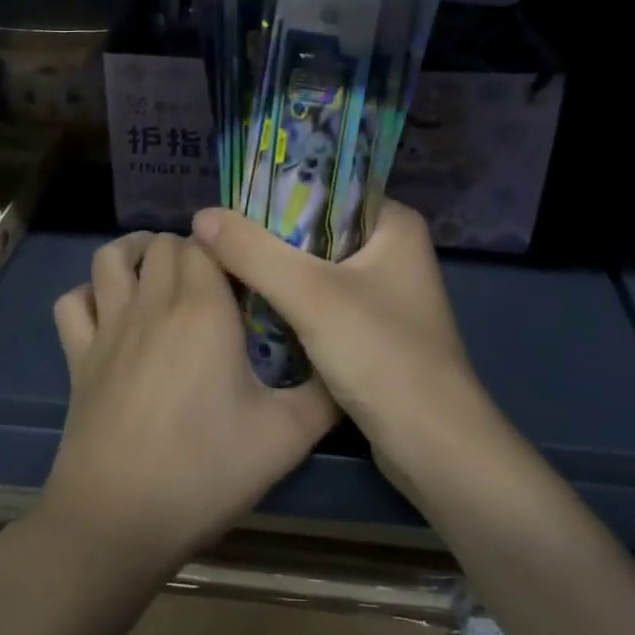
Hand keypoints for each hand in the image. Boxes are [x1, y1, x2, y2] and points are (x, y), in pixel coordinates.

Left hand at [41, 231, 336, 570]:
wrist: (118, 521)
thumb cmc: (206, 471)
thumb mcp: (286, 437)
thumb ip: (326, 394)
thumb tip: (346, 365)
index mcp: (203, 308)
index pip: (209, 243)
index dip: (227, 248)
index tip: (247, 274)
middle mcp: (153, 303)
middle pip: (163, 244)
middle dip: (189, 249)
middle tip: (213, 282)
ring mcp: (108, 328)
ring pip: (110, 258)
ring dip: (134, 253)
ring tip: (158, 272)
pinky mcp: (77, 357)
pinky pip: (71, 303)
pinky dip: (89, 294)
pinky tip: (110, 311)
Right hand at [190, 202, 491, 469]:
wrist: (433, 447)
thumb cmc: (381, 354)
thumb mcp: (310, 295)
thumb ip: (253, 252)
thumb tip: (201, 216)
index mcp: (393, 223)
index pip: (327, 187)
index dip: (276, 192)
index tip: (228, 202)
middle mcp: (392, 250)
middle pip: (317, 228)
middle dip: (269, 235)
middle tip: (216, 236)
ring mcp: (384, 292)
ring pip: (316, 267)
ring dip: (276, 270)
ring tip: (223, 264)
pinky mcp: (372, 329)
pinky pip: (321, 301)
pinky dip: (290, 302)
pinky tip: (251, 305)